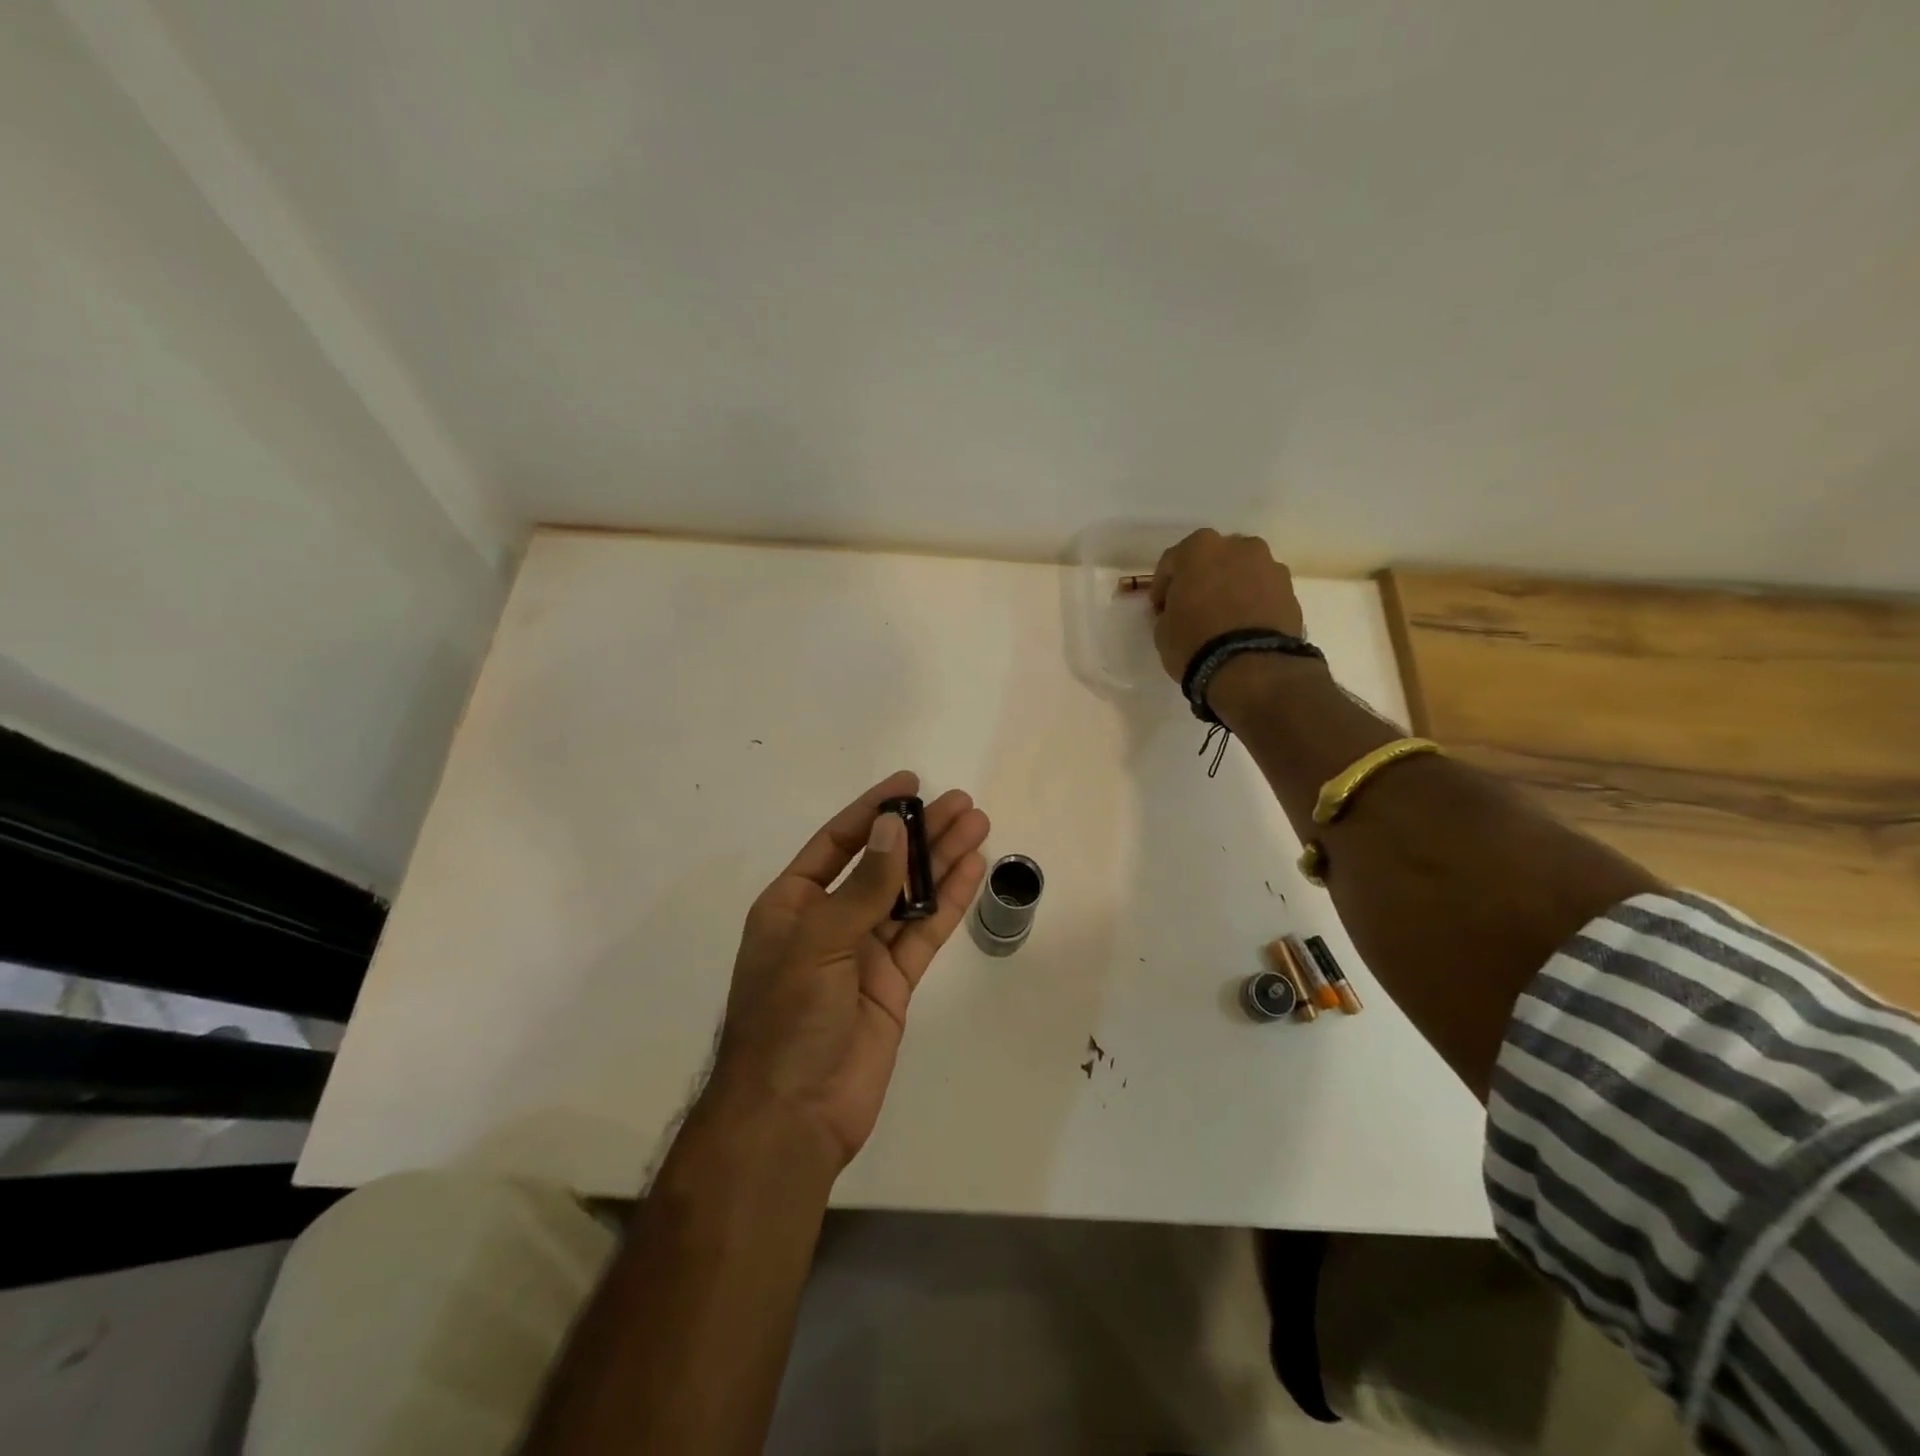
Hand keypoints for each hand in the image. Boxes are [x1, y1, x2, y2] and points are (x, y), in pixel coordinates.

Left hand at [705, 771, 989, 1170]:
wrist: (792, 1116)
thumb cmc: (788, 1018)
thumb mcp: (819, 942)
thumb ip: (863, 886)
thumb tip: (893, 827)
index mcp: (793, 904)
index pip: (837, 842)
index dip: (873, 811)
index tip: (910, 785)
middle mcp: (829, 921)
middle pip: (881, 864)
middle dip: (920, 833)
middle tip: (961, 803)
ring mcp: (863, 954)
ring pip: (909, 896)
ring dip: (941, 861)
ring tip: (977, 825)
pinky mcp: (893, 984)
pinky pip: (923, 934)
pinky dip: (947, 903)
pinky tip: (972, 871)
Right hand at [1148, 529, 1307, 681]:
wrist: (1251, 667)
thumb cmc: (1195, 642)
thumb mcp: (1162, 630)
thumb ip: (1170, 609)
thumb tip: (1179, 610)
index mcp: (1199, 548)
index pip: (1172, 561)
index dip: (1163, 587)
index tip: (1160, 609)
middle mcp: (1238, 546)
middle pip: (1213, 559)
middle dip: (1202, 579)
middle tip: (1193, 608)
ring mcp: (1269, 565)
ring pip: (1242, 572)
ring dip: (1231, 588)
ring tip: (1224, 619)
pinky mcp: (1290, 590)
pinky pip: (1262, 591)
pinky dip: (1253, 602)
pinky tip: (1244, 626)